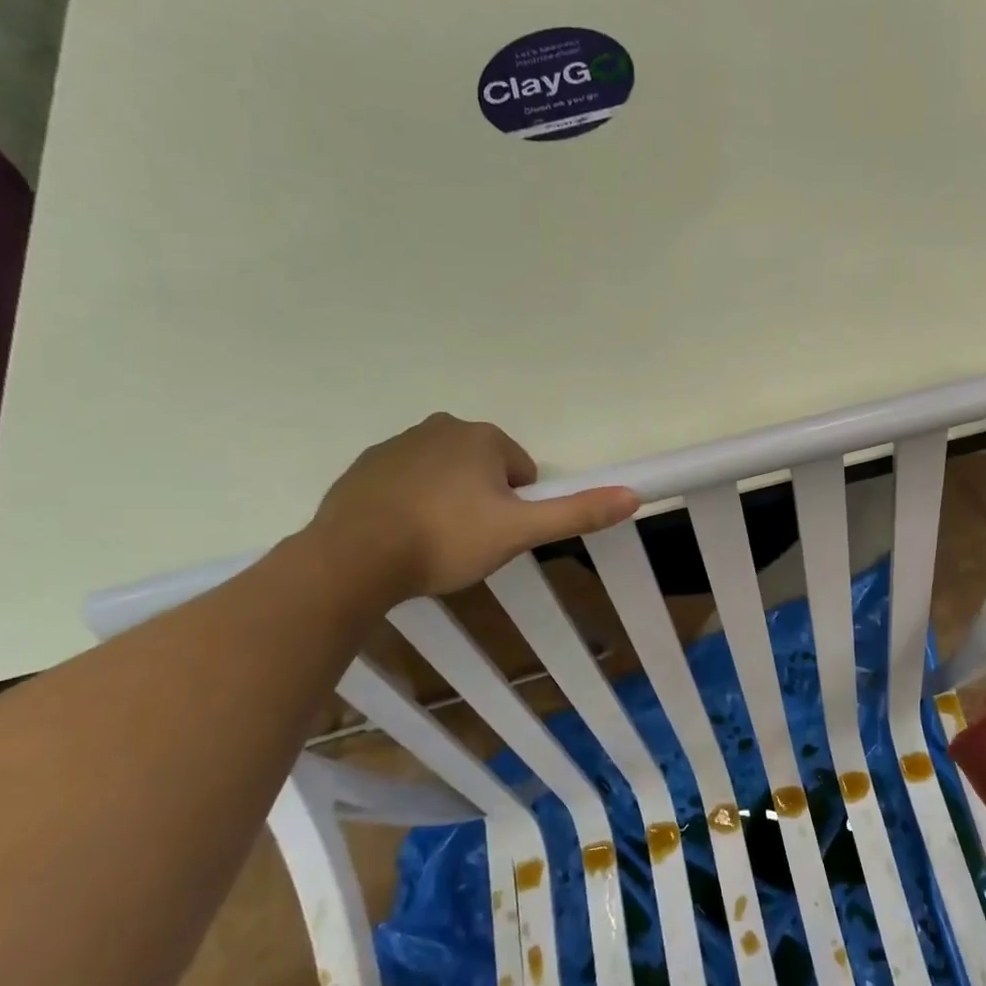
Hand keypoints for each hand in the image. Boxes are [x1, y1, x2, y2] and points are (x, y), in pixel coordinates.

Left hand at [307, 414, 639, 601]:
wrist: (352, 558)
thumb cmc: (445, 539)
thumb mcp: (518, 532)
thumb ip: (575, 512)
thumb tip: (633, 495)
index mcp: (480, 437)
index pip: (521, 470)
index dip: (517, 506)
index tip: (496, 534)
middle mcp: (440, 427)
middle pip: (483, 468)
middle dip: (483, 501)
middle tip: (468, 541)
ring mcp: (397, 445)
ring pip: (444, 474)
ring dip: (448, 502)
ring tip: (433, 542)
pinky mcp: (365, 467)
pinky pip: (406, 482)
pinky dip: (412, 503)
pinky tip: (401, 536)